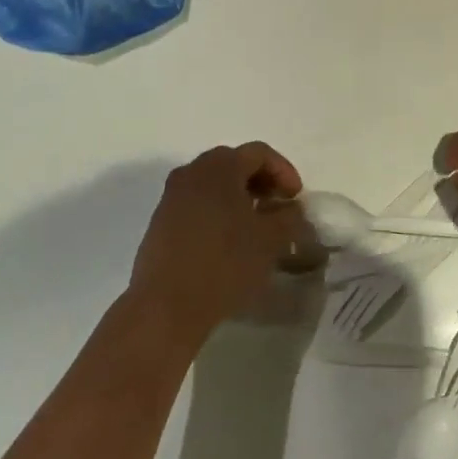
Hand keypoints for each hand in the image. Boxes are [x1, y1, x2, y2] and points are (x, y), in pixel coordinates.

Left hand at [127, 143, 304, 344]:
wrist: (166, 305)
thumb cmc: (224, 263)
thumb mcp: (270, 240)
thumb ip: (288, 216)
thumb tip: (290, 208)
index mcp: (219, 166)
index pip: (259, 153)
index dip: (284, 171)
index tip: (296, 198)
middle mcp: (192, 171)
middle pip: (234, 163)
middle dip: (261, 181)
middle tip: (278, 207)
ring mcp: (172, 196)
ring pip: (213, 183)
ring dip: (239, 196)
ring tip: (256, 225)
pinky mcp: (161, 220)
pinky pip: (197, 203)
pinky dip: (218, 210)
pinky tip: (229, 239)